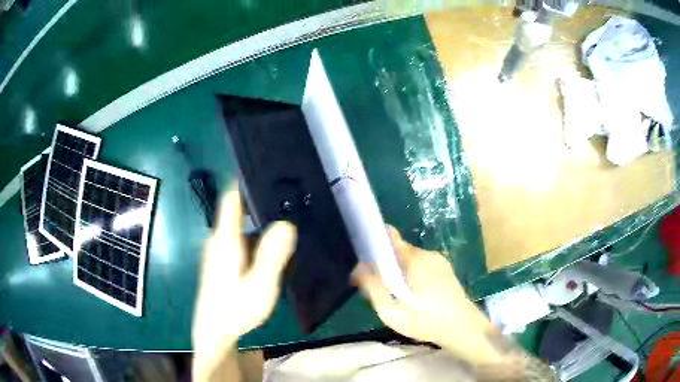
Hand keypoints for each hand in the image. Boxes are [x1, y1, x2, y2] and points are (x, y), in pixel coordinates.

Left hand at [192, 188, 296, 378]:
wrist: (213, 332)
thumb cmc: (235, 310)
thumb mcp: (259, 287)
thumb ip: (271, 256)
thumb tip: (286, 224)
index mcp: (226, 239)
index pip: (232, 197)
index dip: (247, 180)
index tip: (271, 172)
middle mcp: (219, 238)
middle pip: (240, 209)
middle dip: (263, 203)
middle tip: (292, 202)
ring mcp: (219, 249)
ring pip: (242, 226)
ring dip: (261, 223)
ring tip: (288, 224)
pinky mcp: (221, 260)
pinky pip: (241, 239)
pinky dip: (256, 238)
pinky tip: (272, 250)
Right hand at [353, 227, 504, 366]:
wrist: (464, 329)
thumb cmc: (426, 321)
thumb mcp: (392, 311)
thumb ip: (373, 288)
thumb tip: (359, 268)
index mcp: (415, 259)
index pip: (390, 236)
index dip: (374, 241)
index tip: (362, 256)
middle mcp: (428, 254)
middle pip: (398, 251)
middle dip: (385, 265)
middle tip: (379, 288)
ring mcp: (439, 261)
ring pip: (410, 260)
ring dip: (399, 273)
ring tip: (396, 297)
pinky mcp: (445, 270)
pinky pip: (421, 267)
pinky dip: (411, 277)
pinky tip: (413, 298)